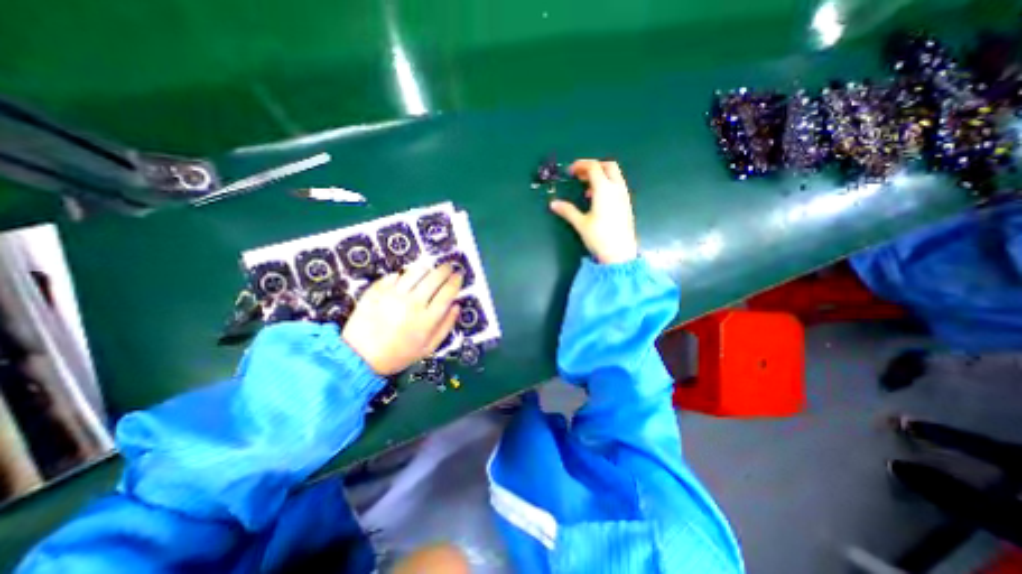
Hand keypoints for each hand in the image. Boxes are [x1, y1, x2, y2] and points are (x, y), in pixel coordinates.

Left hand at [342, 264, 463, 377]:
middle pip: (434, 278)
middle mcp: (412, 303)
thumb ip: (445, 326)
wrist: (359, 357)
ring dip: (426, 268)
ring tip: (429, 270)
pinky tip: (406, 278)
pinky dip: (404, 274)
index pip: (447, 292)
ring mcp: (393, 295)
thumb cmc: (398, 355)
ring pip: (416, 272)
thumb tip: (456, 306)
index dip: (455, 281)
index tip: (459, 275)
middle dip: (444, 269)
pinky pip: (395, 275)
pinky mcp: (377, 291)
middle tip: (448, 267)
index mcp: (427, 318)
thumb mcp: (428, 348)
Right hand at [552, 156, 636, 260]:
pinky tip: (597, 200)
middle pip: (608, 166)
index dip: (581, 165)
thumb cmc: (599, 237)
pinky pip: (618, 186)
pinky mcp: (626, 204)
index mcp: (604, 190)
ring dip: (601, 175)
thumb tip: (553, 204)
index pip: (594, 167)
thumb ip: (567, 211)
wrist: (620, 253)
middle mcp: (617, 189)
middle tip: (580, 175)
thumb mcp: (581, 223)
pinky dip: (607, 185)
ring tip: (586, 188)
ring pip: (615, 175)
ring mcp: (624, 196)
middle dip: (593, 166)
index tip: (570, 171)